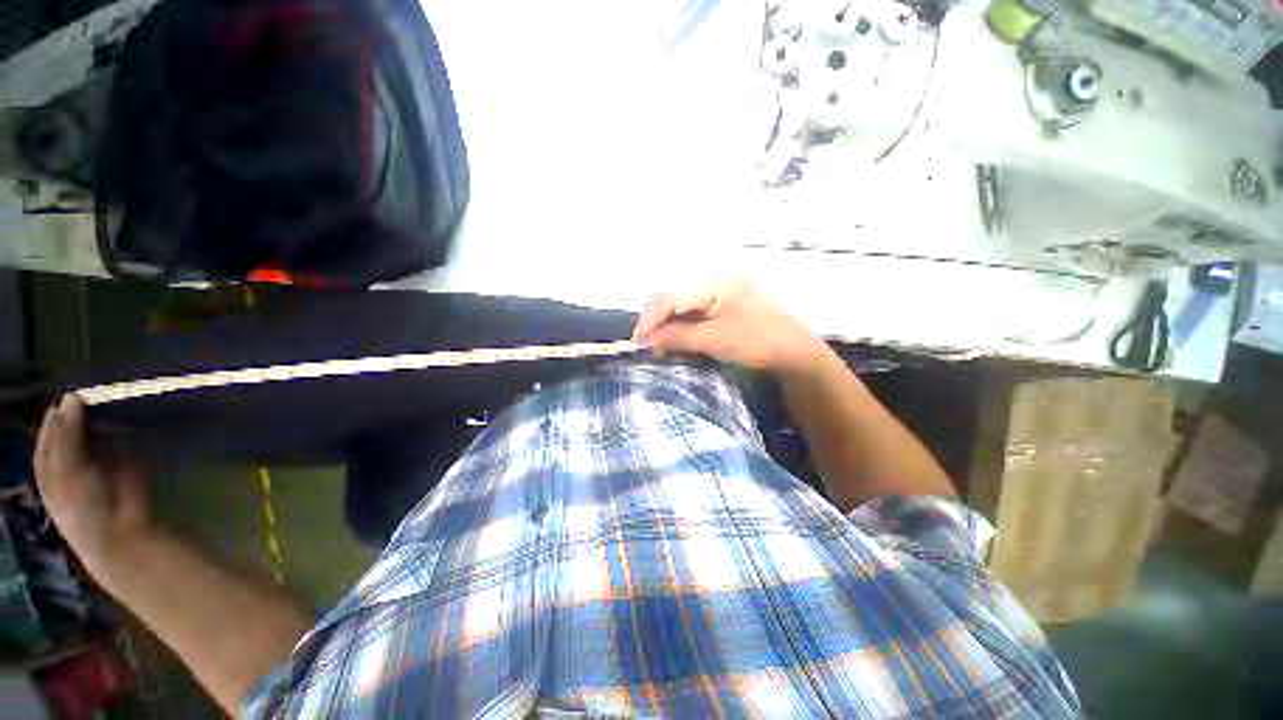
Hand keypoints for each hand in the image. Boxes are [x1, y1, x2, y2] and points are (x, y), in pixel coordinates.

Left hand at [35, 395, 152, 572]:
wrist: (120, 529)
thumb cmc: (83, 506)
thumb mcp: (68, 471)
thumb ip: (68, 435)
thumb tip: (73, 396)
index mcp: (49, 463)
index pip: (49, 431)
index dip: (56, 414)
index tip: (70, 393)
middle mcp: (71, 456)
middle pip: (72, 427)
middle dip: (79, 411)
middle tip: (91, 390)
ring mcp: (98, 456)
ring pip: (96, 428)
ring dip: (101, 414)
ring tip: (108, 395)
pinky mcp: (124, 456)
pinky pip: (120, 435)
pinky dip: (122, 423)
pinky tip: (125, 410)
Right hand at [632, 279, 827, 373]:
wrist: (794, 350)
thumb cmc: (757, 342)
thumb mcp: (715, 340)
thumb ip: (679, 337)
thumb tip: (647, 340)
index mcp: (715, 283)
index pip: (671, 297)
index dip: (650, 318)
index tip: (637, 340)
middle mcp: (714, 281)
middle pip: (673, 296)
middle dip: (656, 319)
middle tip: (645, 343)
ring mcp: (719, 291)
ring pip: (681, 304)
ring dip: (666, 324)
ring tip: (657, 345)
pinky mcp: (722, 304)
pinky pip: (693, 311)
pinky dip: (680, 325)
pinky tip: (674, 339)